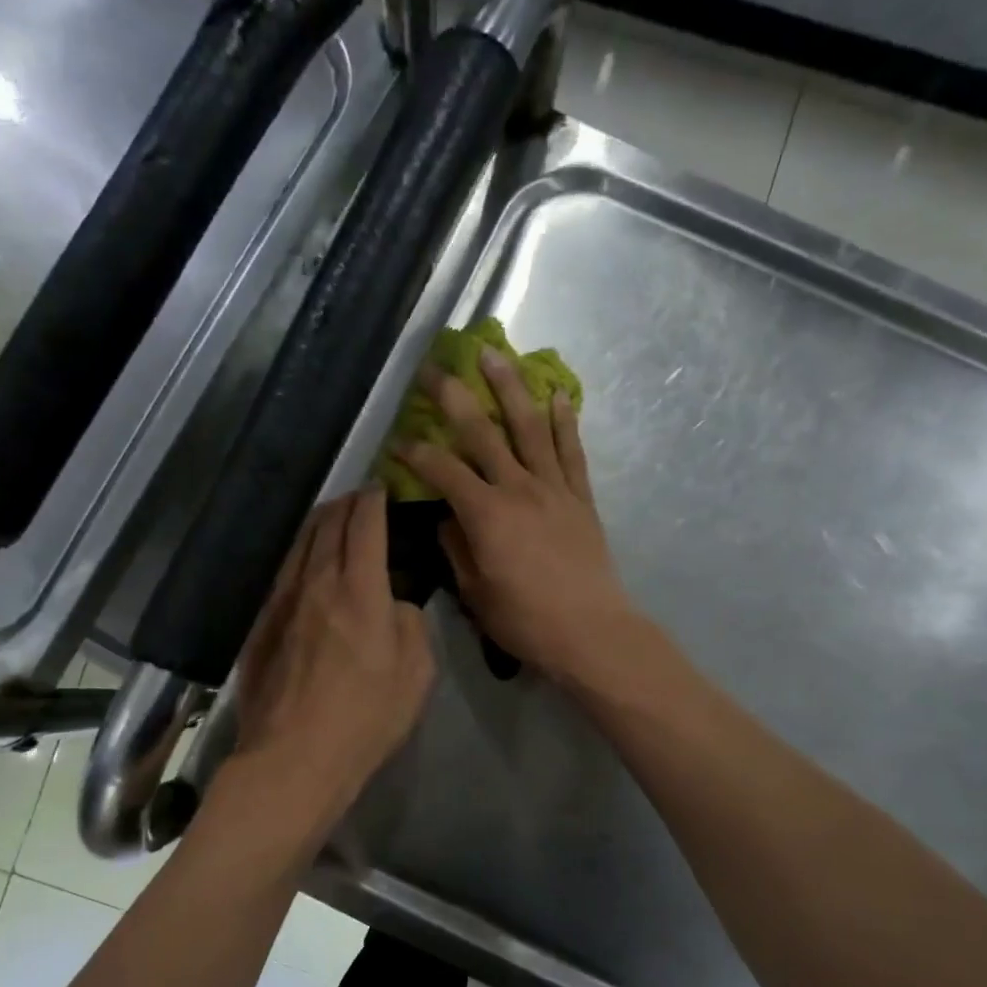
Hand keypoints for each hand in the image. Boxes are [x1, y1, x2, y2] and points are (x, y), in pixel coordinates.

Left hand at [231, 490, 435, 820]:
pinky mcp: (261, 624)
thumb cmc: (367, 718)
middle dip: (346, 503)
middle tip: (360, 498)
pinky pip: (282, 573)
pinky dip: (298, 554)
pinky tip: (303, 560)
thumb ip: (411, 625)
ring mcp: (282, 602)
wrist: (295, 757)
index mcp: (361, 590)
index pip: (366, 525)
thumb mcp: (417, 673)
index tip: (383, 488)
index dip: (376, 500)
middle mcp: (317, 583)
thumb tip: (395, 604)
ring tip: (331, 517)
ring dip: (318, 523)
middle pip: (328, 525)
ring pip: (299, 544)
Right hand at [395, 349, 639, 685]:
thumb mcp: (475, 593)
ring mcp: (554, 488)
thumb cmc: (525, 620)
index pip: (442, 470)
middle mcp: (518, 488)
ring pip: (529, 427)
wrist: (591, 632)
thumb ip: (456, 549)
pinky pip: (571, 451)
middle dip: (454, 397)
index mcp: (486, 514)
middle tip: (435, 368)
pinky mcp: (581, 498)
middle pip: (482, 432)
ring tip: (495, 354)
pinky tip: (557, 395)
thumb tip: (446, 519)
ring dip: (510, 387)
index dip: (414, 452)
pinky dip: (565, 421)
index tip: (395, 442)